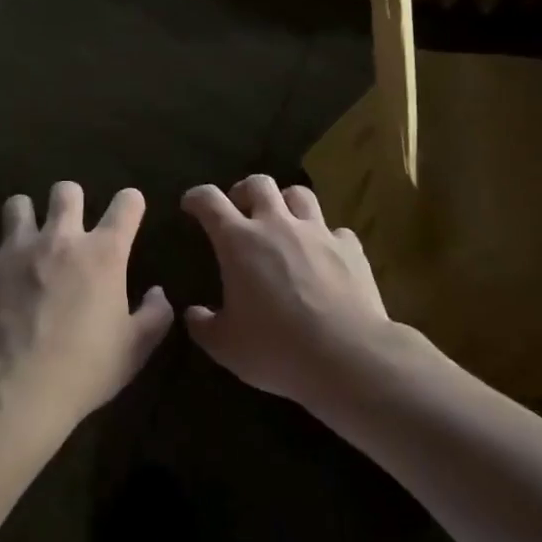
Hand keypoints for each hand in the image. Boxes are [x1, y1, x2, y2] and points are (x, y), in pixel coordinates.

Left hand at [0, 182, 172, 429]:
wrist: (18, 388)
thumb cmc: (85, 368)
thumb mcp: (135, 348)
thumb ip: (154, 315)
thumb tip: (157, 293)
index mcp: (104, 253)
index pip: (127, 203)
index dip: (131, 203)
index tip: (129, 213)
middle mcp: (61, 237)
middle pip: (66, 191)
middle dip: (71, 201)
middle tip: (69, 226)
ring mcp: (18, 248)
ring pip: (18, 204)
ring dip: (25, 217)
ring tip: (26, 238)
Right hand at [180, 175, 390, 408]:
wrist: (349, 357)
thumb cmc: (277, 348)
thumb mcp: (226, 346)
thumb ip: (203, 326)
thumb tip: (193, 314)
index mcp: (239, 242)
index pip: (210, 201)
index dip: (197, 197)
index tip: (191, 205)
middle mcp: (277, 225)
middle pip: (258, 184)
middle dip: (244, 191)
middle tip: (239, 210)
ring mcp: (317, 232)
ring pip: (299, 194)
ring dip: (286, 202)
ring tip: (282, 221)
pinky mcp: (350, 248)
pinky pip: (335, 230)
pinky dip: (325, 238)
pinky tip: (324, 256)